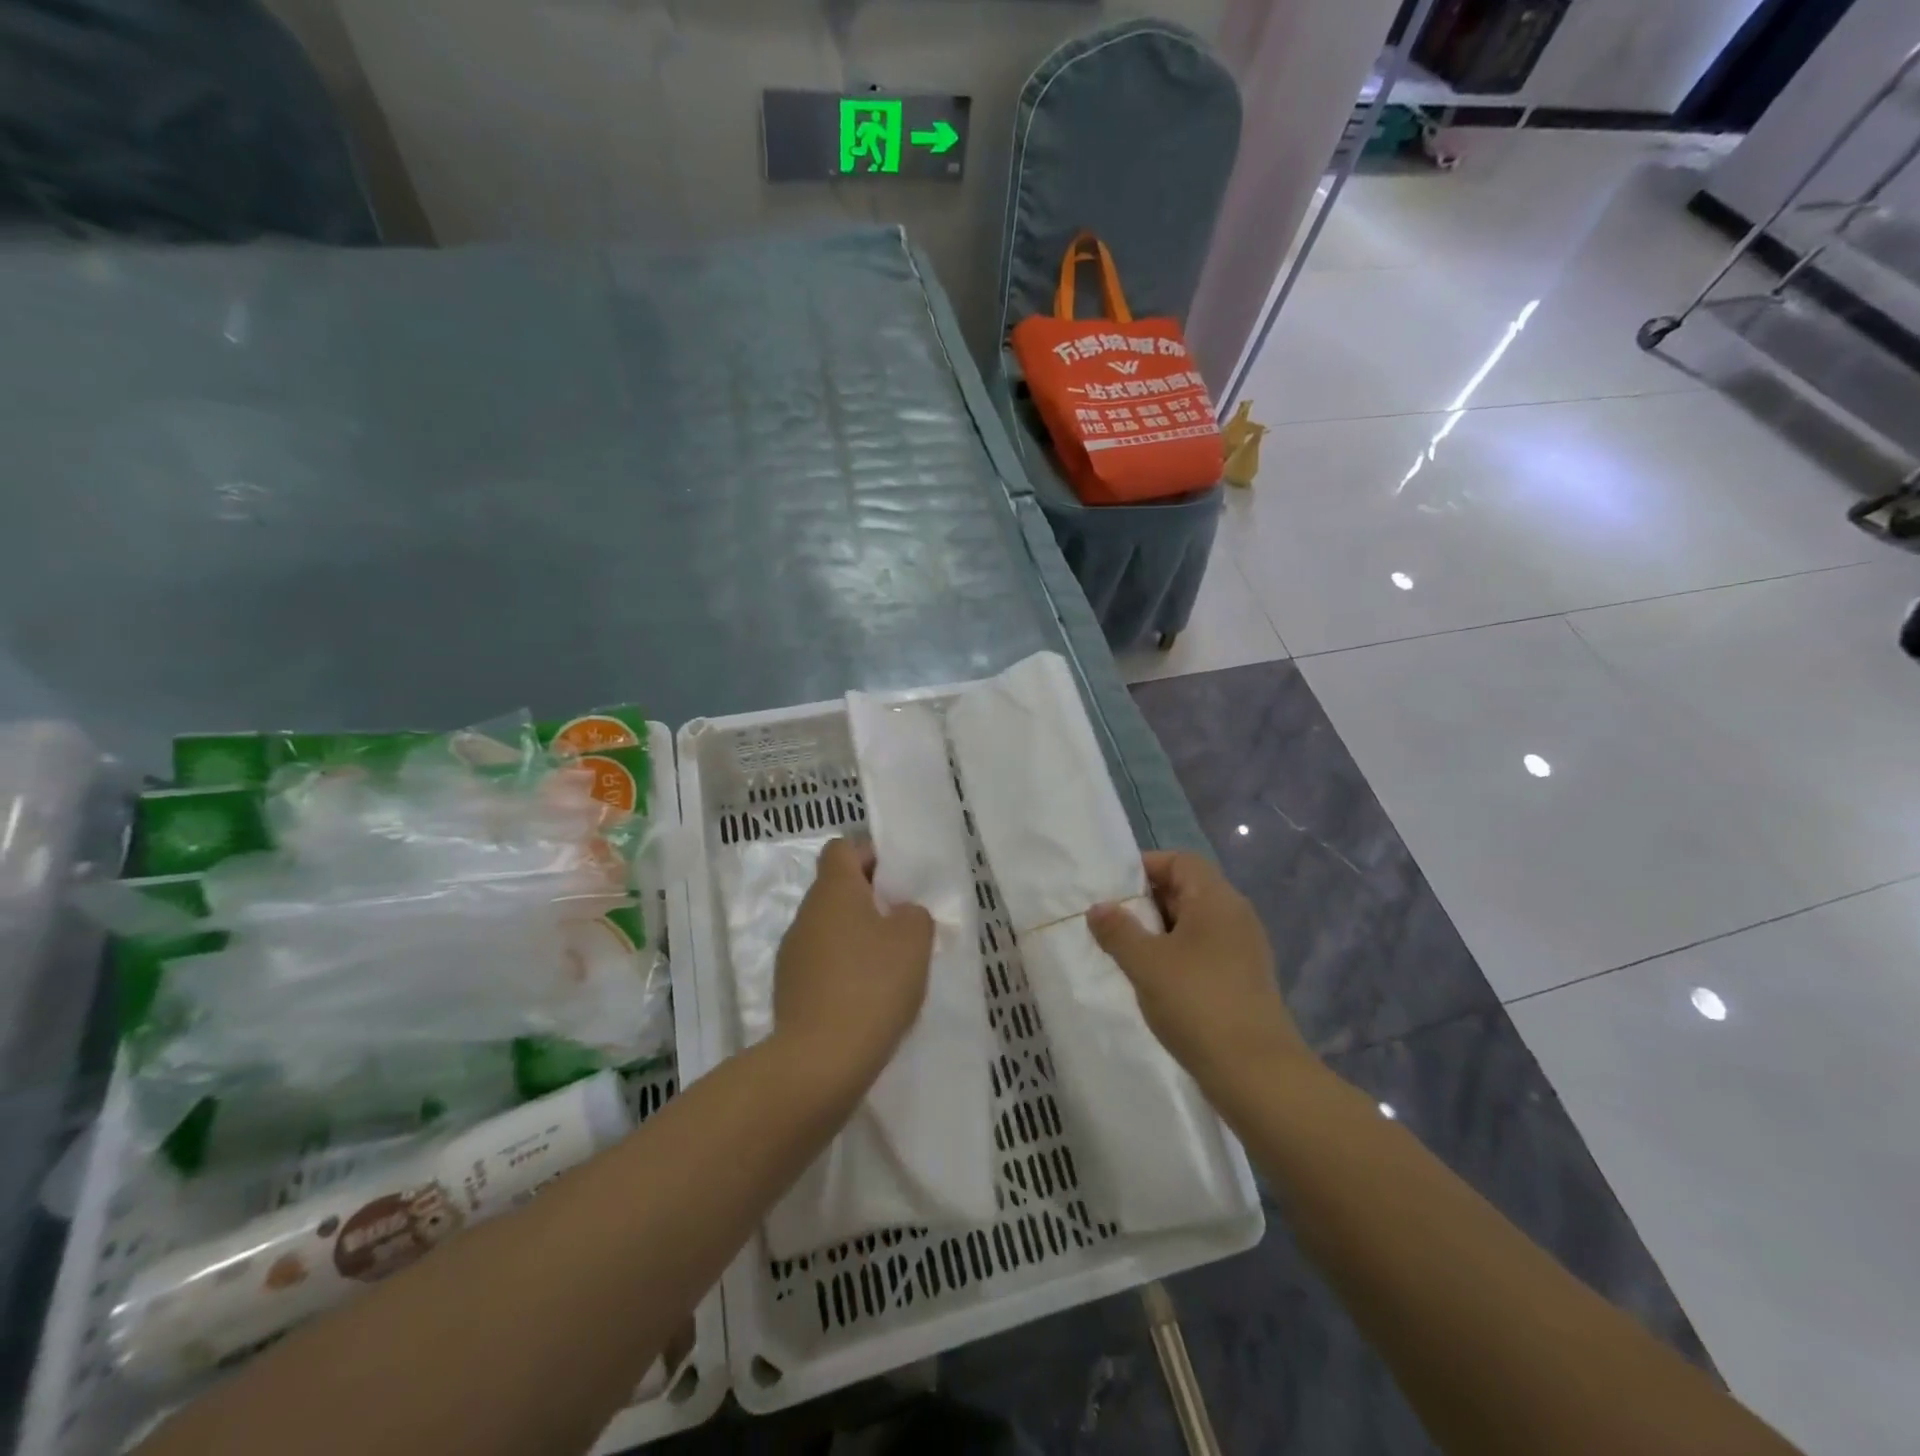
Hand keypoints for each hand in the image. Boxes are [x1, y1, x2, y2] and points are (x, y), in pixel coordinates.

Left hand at [774, 837, 933, 1088]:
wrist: (820, 1060)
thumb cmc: (872, 985)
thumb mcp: (914, 941)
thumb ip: (914, 915)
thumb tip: (900, 914)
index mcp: (833, 890)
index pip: (842, 848)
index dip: (870, 855)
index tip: (896, 881)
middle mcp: (806, 914)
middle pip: (836, 890)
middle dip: (869, 901)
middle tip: (903, 925)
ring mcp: (792, 953)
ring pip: (829, 929)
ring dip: (856, 938)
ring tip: (889, 967)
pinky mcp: (789, 989)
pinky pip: (821, 964)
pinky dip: (843, 971)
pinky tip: (867, 998)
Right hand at [1087, 851, 1308, 1089]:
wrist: (1257, 1074)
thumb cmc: (1198, 1004)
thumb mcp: (1146, 963)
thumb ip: (1118, 930)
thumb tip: (1099, 907)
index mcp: (1216, 900)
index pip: (1180, 861)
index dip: (1146, 866)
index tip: (1112, 890)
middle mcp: (1235, 916)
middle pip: (1187, 889)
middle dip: (1147, 901)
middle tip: (1111, 921)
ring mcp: (1243, 950)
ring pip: (1193, 924)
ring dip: (1159, 932)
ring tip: (1125, 952)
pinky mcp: (1243, 980)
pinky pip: (1203, 951)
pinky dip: (1176, 956)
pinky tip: (1153, 981)